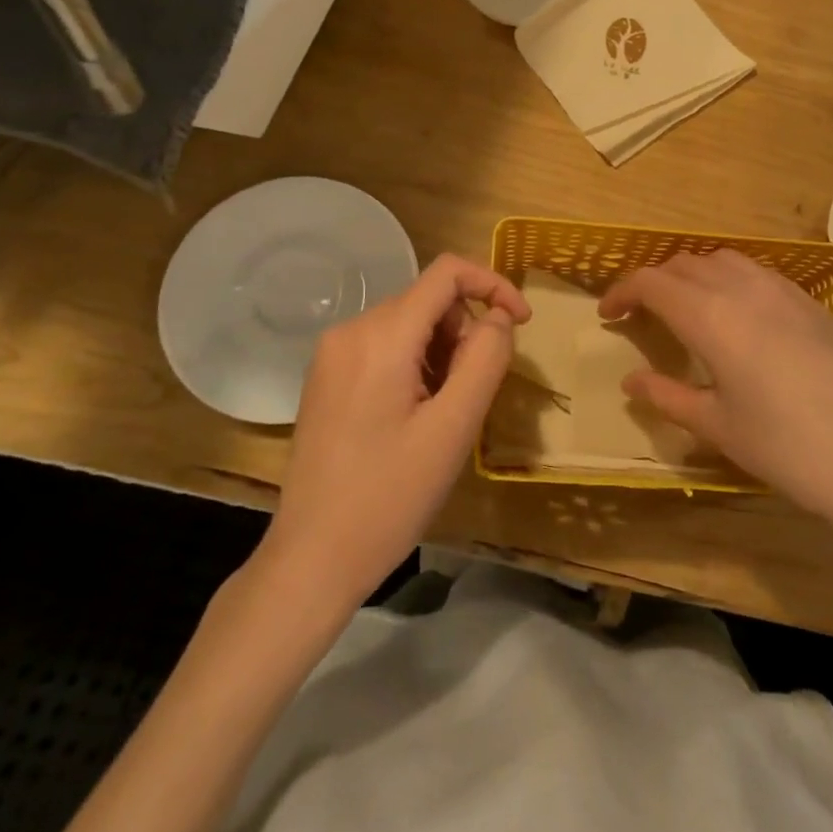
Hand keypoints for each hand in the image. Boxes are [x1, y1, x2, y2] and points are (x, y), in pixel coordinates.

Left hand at [259, 254, 530, 606]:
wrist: (311, 559)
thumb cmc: (389, 497)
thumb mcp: (453, 428)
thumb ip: (485, 358)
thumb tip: (498, 316)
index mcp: (381, 335)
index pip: (447, 272)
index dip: (492, 284)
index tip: (521, 323)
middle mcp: (351, 330)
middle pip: (428, 300)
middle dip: (464, 331)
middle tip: (472, 392)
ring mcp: (332, 353)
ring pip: (408, 323)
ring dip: (441, 351)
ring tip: (442, 412)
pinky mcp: (326, 376)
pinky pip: (384, 346)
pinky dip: (415, 363)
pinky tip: (414, 415)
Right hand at [598, 250, 832, 525]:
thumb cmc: (790, 448)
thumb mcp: (719, 427)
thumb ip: (668, 397)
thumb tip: (631, 381)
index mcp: (711, 316)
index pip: (652, 282)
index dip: (622, 292)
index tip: (607, 314)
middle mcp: (744, 289)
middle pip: (685, 264)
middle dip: (655, 282)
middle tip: (641, 314)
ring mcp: (785, 290)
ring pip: (724, 261)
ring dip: (694, 275)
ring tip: (688, 310)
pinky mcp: (814, 303)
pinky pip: (758, 273)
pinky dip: (731, 282)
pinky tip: (740, 318)